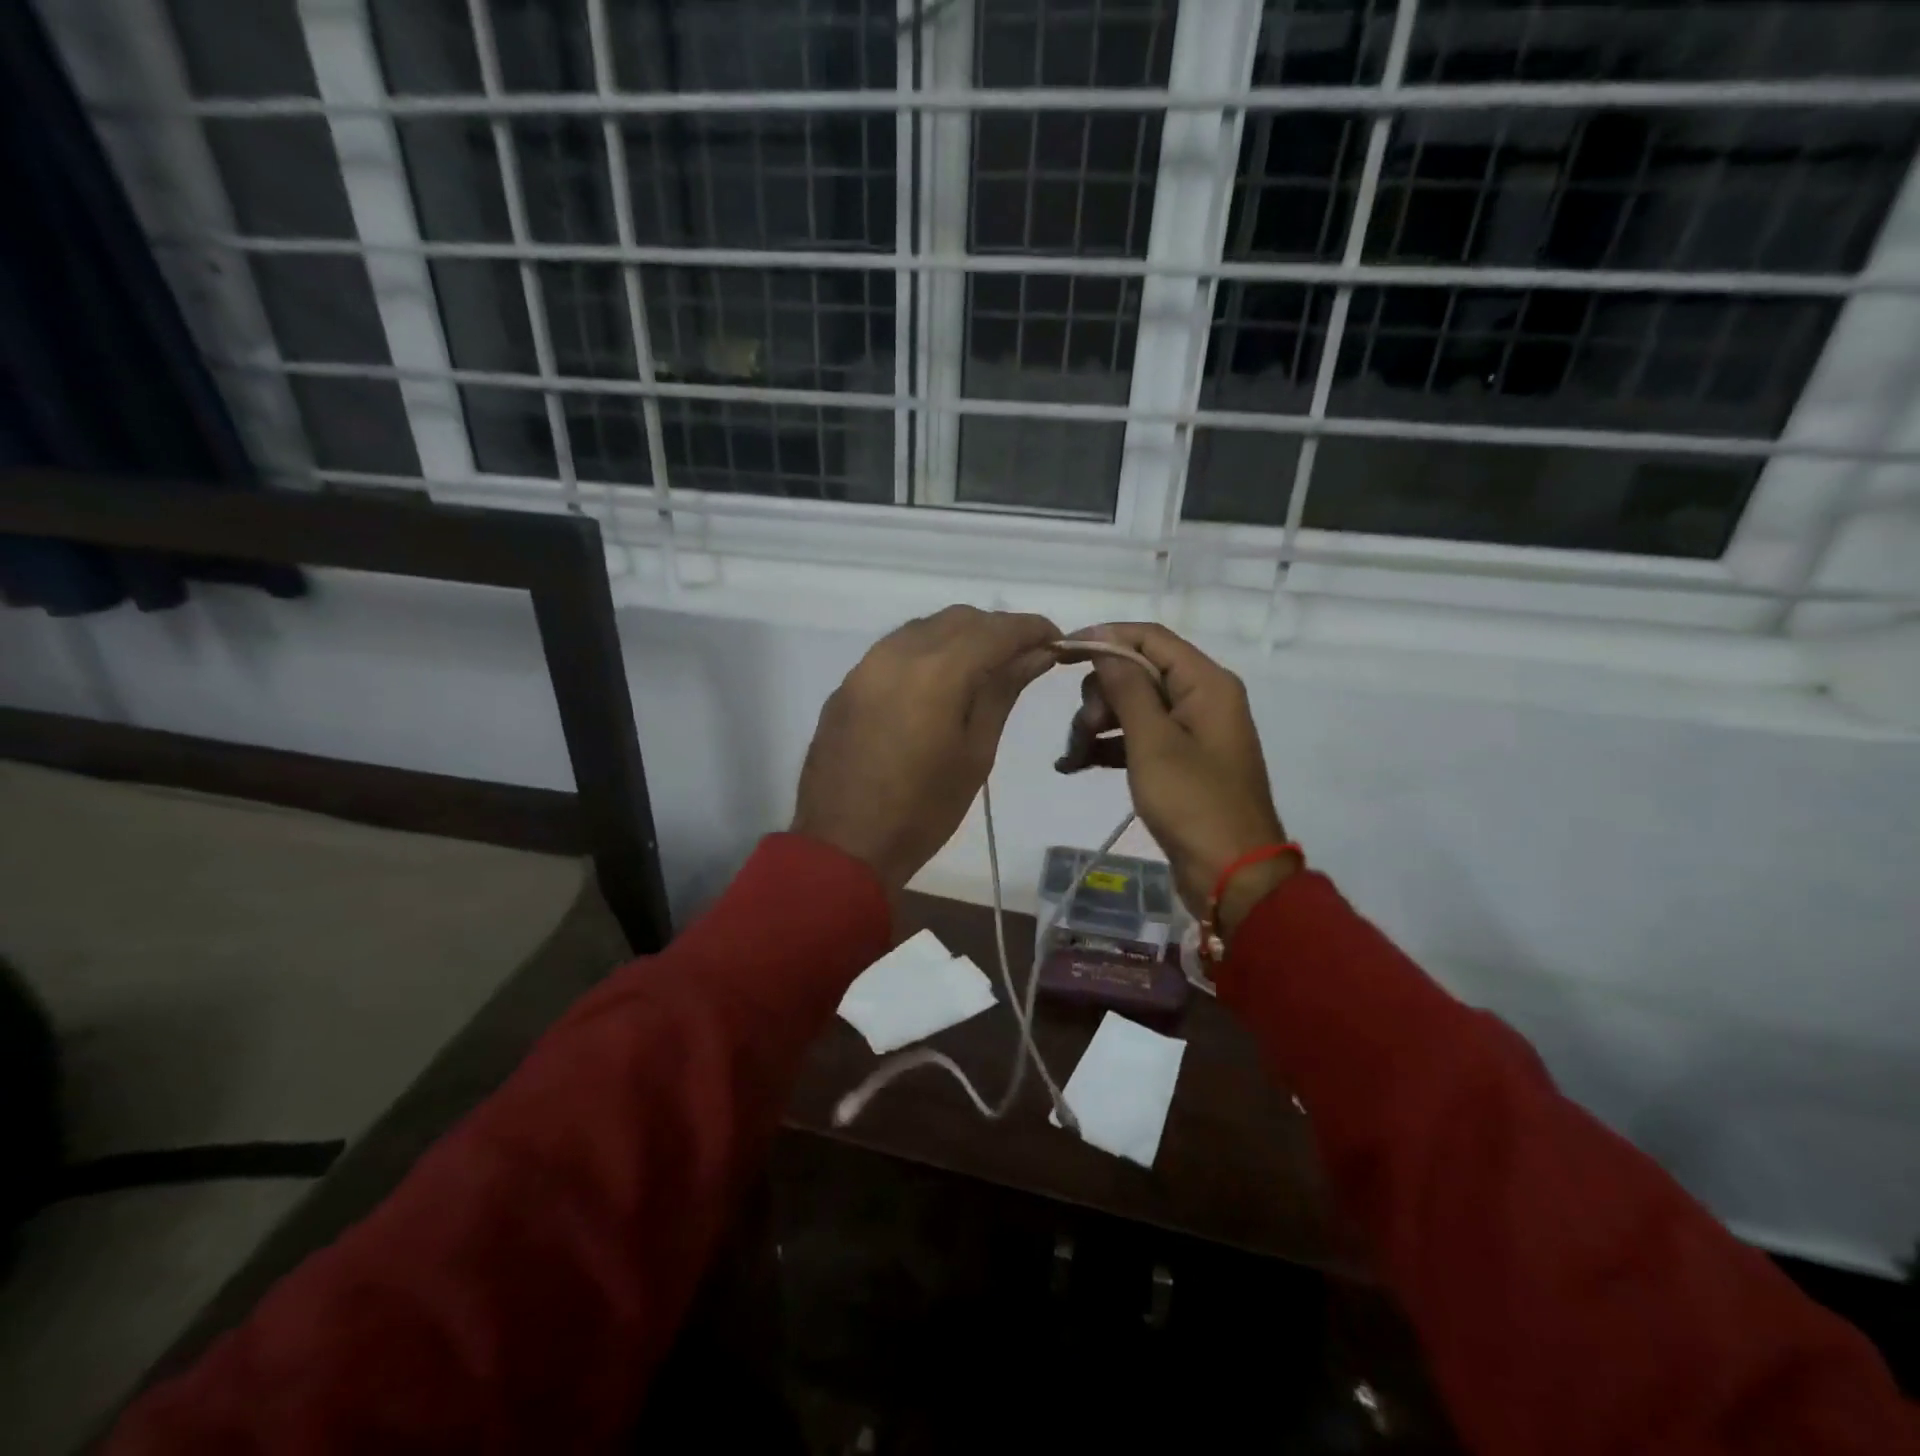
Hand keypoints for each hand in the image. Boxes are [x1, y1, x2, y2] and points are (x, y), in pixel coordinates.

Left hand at [793, 605, 1059, 891]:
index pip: (996, 630)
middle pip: (958, 619)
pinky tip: (936, 686)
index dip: (1032, 628)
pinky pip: (894, 650)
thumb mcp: (975, 753)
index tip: (1057, 639)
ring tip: (983, 670)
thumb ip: (1003, 692)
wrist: (842, 846)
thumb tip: (1037, 653)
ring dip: (960, 638)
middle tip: (1023, 659)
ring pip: (923, 629)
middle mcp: (897, 653)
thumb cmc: (923, 810)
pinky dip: (926, 654)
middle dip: (996, 630)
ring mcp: (865, 666)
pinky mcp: (846, 685)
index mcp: (936, 671)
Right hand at [1057, 624, 1295, 934]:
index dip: (1103, 637)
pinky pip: (1137, 738)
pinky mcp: (1179, 761)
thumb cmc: (1193, 802)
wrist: (1231, 875)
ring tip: (1072, 758)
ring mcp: (1191, 731)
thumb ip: (1127, 688)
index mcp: (1205, 683)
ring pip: (1132, 707)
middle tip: (1081, 730)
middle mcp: (1201, 698)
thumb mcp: (1153, 741)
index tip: (1060, 651)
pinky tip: (1074, 765)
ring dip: (1096, 725)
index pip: (1149, 638)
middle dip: (1099, 696)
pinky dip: (1107, 747)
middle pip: (1137, 673)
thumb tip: (1103, 644)